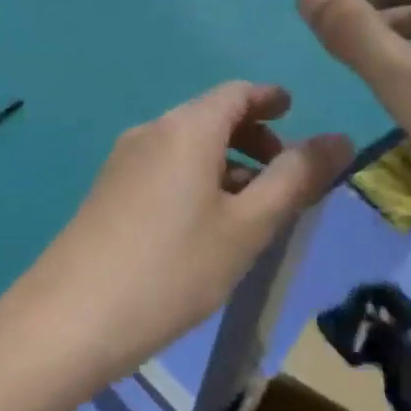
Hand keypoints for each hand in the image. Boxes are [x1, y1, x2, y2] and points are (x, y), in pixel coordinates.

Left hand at [2, 83, 350, 391]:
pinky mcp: (105, 194)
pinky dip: (194, 182)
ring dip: (223, 165)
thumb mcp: (247, 227)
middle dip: (251, 138)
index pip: (235, 93)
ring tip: (251, 210)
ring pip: (184, 148)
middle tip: (284, 176)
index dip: (269, 99)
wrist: (72, 317)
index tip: (294, 114)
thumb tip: (338, 137)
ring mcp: (120, 164)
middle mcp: (149, 133)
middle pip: (208, 118)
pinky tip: (204, 227)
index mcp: (185, 128)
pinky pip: (161, 171)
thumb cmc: (173, 269)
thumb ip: (295, 179)